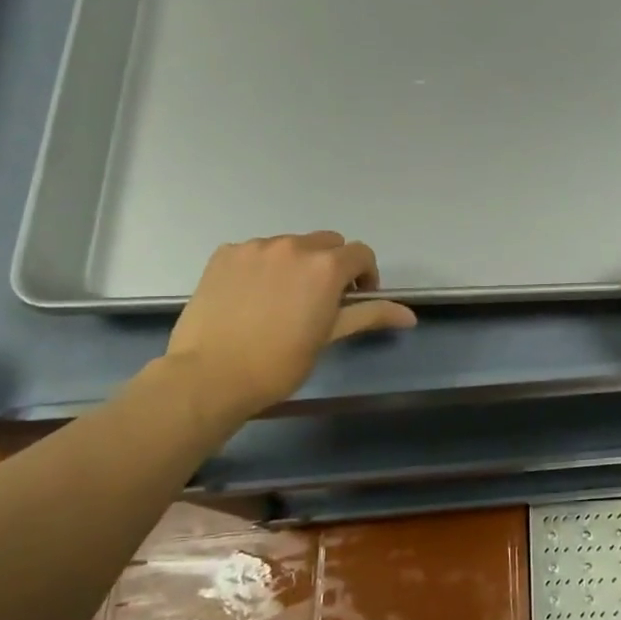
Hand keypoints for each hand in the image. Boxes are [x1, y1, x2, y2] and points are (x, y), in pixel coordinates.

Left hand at [163, 233, 415, 423]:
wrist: (210, 376)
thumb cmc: (279, 363)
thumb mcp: (329, 337)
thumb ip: (369, 315)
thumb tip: (410, 316)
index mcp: (325, 266)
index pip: (361, 253)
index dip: (364, 275)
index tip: (354, 299)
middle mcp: (293, 246)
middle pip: (327, 243)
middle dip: (332, 265)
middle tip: (320, 300)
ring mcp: (255, 247)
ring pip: (290, 245)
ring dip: (296, 264)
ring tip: (282, 299)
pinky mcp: (225, 254)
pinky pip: (256, 251)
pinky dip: (263, 266)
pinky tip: (252, 296)